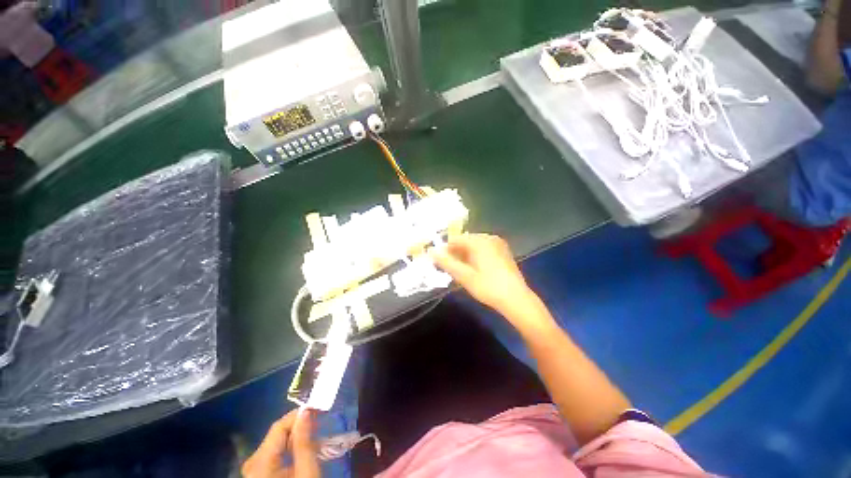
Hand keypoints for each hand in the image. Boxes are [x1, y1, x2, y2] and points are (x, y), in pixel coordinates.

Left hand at [242, 409, 320, 477]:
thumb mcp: (307, 473)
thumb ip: (305, 442)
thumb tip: (306, 411)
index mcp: (259, 463)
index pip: (279, 426)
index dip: (299, 415)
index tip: (318, 409)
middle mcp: (252, 463)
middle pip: (277, 434)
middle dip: (299, 426)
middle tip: (319, 423)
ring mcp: (253, 469)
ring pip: (276, 443)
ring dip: (296, 437)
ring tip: (315, 436)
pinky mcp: (258, 474)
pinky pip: (274, 453)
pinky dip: (289, 448)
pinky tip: (303, 451)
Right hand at [431, 234, 538, 320]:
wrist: (516, 299)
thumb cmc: (488, 287)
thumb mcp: (464, 276)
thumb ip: (446, 262)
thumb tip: (431, 251)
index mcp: (479, 241)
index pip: (455, 239)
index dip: (445, 250)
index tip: (440, 263)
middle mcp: (489, 238)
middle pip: (465, 241)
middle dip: (455, 253)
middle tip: (450, 269)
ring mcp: (498, 244)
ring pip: (474, 246)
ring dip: (464, 256)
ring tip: (461, 271)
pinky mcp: (503, 251)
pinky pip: (483, 249)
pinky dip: (475, 256)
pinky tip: (474, 270)